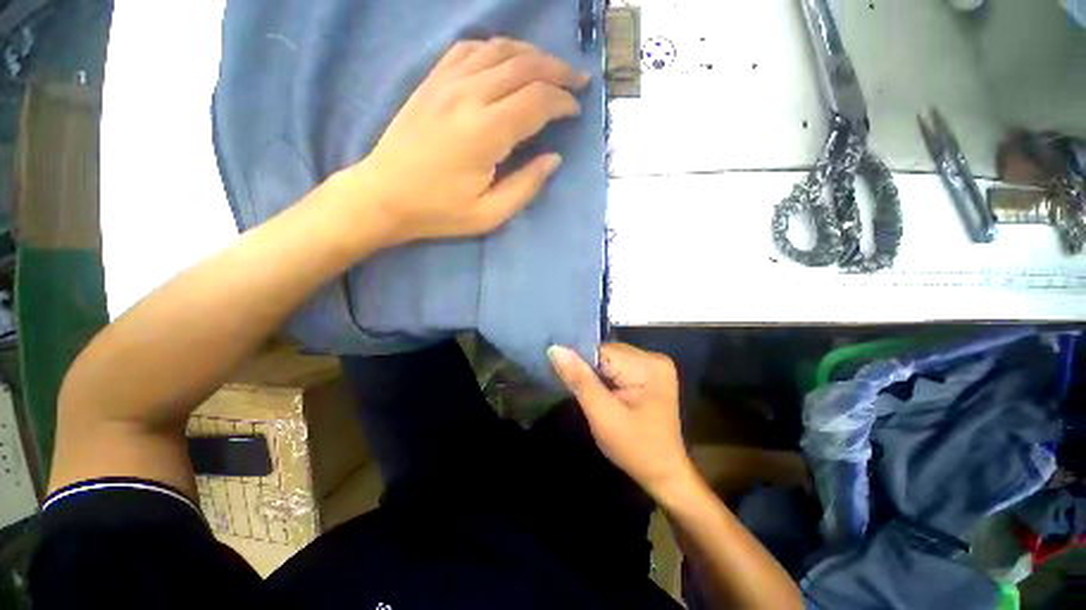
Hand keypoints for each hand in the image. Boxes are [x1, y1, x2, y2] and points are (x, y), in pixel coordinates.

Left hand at [352, 37, 589, 245]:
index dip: (563, 101)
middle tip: (577, 81)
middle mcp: (468, 95)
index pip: (537, 100)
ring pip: (500, 49)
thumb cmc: (439, 211)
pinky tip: (507, 60)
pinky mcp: (432, 80)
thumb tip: (554, 158)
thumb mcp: (490, 214)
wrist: (384, 195)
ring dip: (532, 54)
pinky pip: (470, 49)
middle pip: (524, 66)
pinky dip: (497, 49)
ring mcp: (446, 82)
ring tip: (550, 68)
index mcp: (485, 133)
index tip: (576, 111)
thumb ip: (526, 185)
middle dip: (557, 71)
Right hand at [548, 343, 694, 498]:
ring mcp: (654, 365)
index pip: (601, 351)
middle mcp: (653, 357)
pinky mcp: (650, 373)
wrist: (663, 473)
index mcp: (648, 365)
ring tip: (597, 397)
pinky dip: (608, 379)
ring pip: (610, 359)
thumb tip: (555, 349)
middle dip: (592, 372)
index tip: (573, 385)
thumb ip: (579, 380)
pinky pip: (618, 367)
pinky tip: (607, 395)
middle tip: (588, 397)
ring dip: (599, 376)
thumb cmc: (635, 449)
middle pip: (606, 353)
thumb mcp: (603, 416)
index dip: (582, 366)